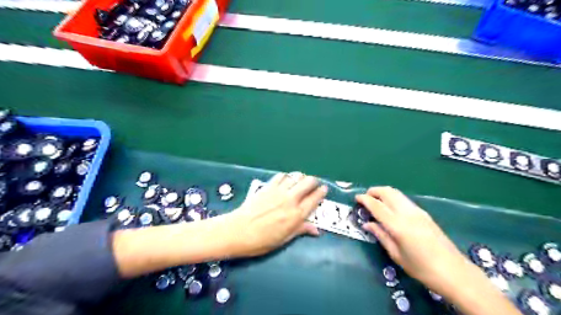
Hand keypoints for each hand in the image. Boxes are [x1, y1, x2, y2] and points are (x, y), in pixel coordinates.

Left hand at [229, 173, 329, 257]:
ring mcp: (279, 191)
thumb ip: (300, 230)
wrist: (238, 231)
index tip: (324, 189)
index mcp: (296, 215)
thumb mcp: (284, 239)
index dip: (321, 192)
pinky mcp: (268, 187)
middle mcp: (290, 200)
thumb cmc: (261, 240)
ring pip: (296, 176)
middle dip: (313, 181)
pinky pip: (281, 176)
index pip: (314, 199)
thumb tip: (316, 230)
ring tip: (299, 181)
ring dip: (300, 177)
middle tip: (313, 184)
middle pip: (308, 182)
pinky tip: (285, 180)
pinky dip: (286, 177)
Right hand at [354, 187, 469, 292]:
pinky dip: (393, 198)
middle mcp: (407, 213)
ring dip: (384, 193)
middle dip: (374, 191)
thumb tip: (367, 224)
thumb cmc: (421, 268)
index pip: (377, 206)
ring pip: (397, 193)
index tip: (356, 197)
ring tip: (376, 201)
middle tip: (365, 197)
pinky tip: (390, 209)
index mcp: (398, 225)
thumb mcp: (396, 255)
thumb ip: (381, 235)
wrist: (454, 272)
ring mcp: (418, 211)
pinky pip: (404, 200)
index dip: (365, 199)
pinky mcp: (424, 214)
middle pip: (388, 192)